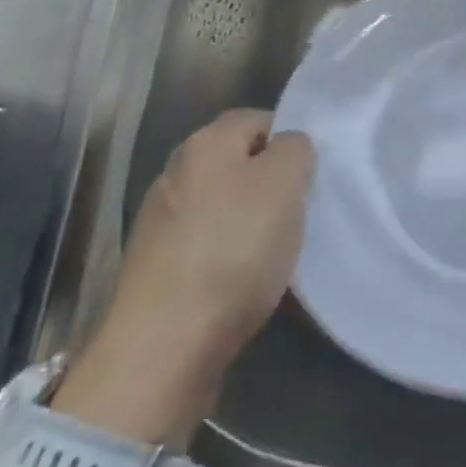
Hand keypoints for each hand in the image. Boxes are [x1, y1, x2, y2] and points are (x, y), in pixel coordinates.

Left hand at [54, 110, 313, 442]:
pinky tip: (245, 284)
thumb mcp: (285, 183)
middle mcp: (175, 173)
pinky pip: (205, 247)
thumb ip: (295, 150)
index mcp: (205, 143)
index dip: (289, 140)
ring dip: (248, 223)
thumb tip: (288, 147)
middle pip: (236, 163)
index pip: (257, 119)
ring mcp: (159, 223)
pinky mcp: (154, 270)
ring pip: (221, 207)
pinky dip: (227, 258)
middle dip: (269, 183)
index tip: (311, 175)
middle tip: (299, 211)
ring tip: (277, 253)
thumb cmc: (234, 250)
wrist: (163, 347)